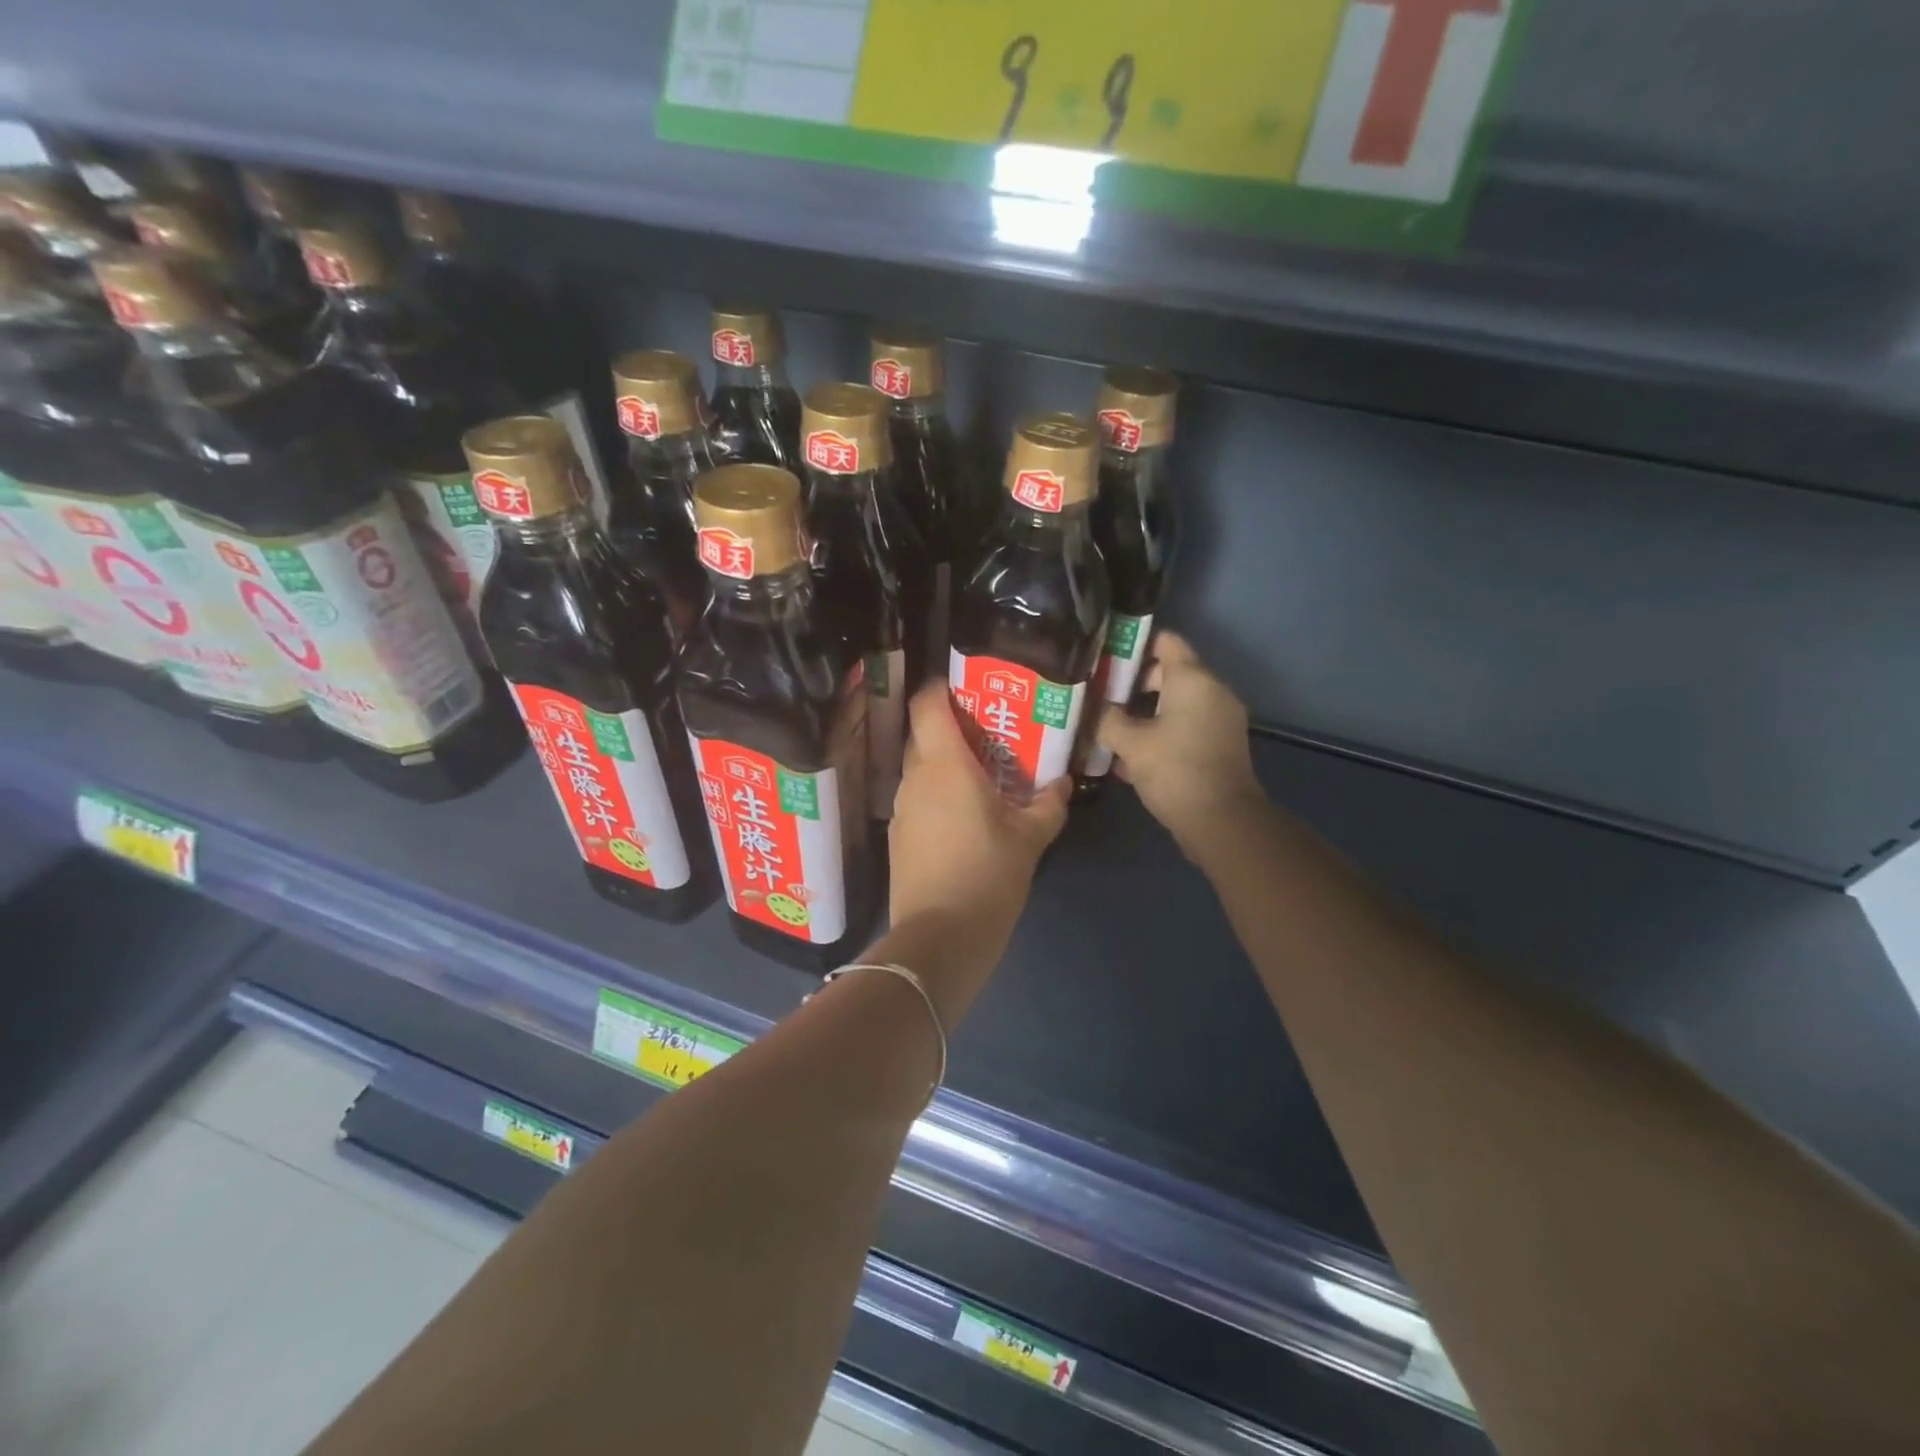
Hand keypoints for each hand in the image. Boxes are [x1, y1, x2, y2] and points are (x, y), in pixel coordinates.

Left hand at [889, 682, 1069, 932]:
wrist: (940, 938)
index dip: (942, 687)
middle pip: (924, 734)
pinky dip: (937, 795)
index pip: (927, 704)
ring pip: (920, 769)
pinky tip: (964, 817)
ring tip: (982, 777)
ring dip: (945, 765)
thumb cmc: (988, 875)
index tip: (968, 688)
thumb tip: (1062, 784)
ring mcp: (902, 808)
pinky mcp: (898, 836)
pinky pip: (917, 799)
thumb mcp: (1030, 839)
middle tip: (988, 735)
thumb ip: (1048, 805)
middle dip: (952, 728)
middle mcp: (915, 778)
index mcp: (945, 765)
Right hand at [1096, 632, 1263, 855]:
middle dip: (1130, 683)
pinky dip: (1159, 731)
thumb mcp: (1130, 744)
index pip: (1165, 641)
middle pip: (1167, 673)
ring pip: (1174, 703)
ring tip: (1106, 725)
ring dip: (1142, 712)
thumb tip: (1096, 709)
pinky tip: (1128, 753)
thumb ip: (1108, 719)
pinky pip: (1184, 726)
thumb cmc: (1175, 771)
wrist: (1222, 822)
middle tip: (1097, 696)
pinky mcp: (1218, 745)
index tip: (1103, 656)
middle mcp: (1211, 691)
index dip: (1133, 644)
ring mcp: (1218, 719)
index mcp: (1193, 679)